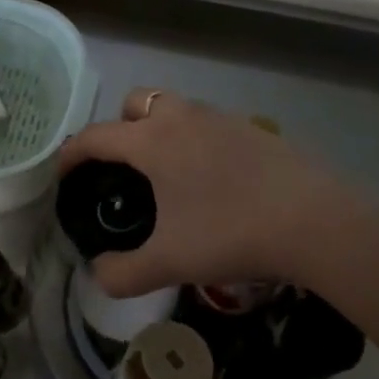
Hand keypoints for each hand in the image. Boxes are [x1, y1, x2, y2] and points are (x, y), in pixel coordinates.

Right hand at [58, 89, 352, 296]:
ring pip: (176, 108)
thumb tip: (97, 275)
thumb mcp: (169, 262)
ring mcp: (223, 118)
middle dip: (119, 128)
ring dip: (159, 129)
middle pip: (136, 103)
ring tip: (165, 174)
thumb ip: (123, 273)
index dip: (72, 153)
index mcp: (154, 141)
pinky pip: (209, 123)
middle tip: (122, 168)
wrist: (315, 221)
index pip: (96, 136)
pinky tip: (211, 179)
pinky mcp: (254, 129)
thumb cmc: (231, 234)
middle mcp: (184, 117)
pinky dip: (195, 139)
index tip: (63, 174)